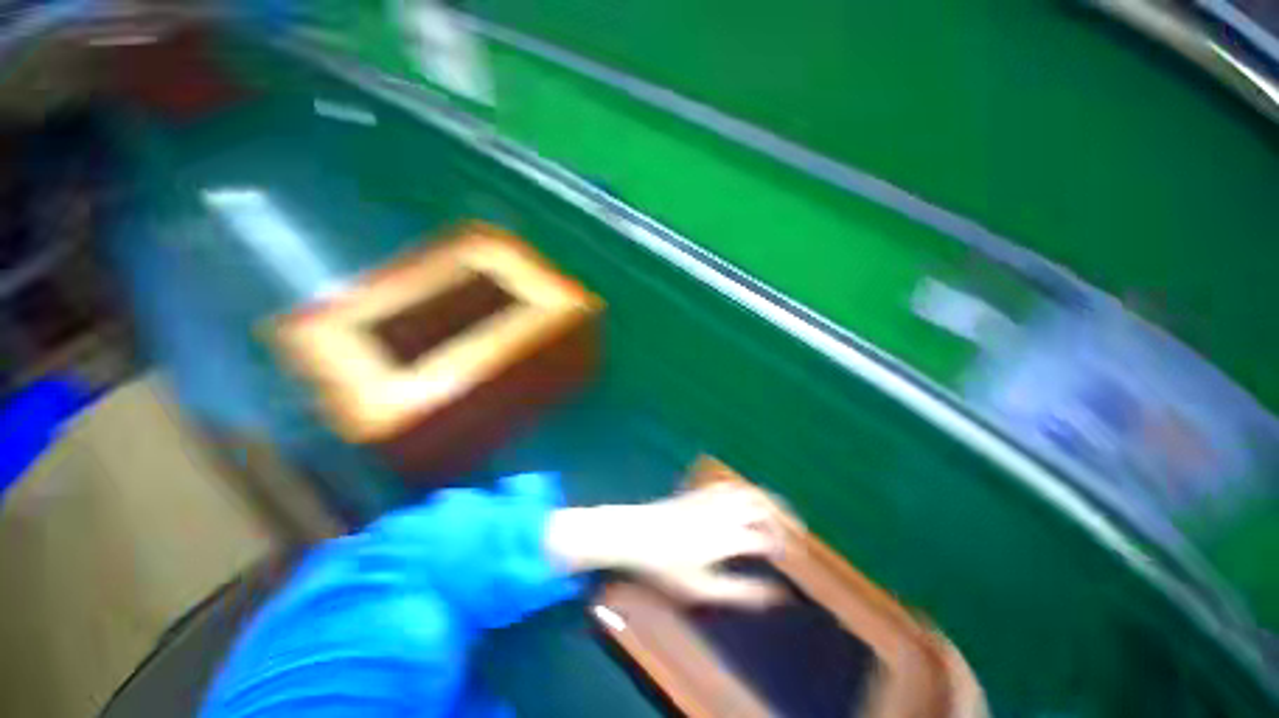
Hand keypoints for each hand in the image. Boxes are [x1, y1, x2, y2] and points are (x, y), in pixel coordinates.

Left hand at [544, 484, 788, 608]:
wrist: (635, 532)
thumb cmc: (665, 566)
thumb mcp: (702, 589)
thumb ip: (741, 592)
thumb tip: (776, 594)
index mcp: (727, 537)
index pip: (766, 539)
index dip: (784, 548)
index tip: (793, 560)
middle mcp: (723, 512)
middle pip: (762, 506)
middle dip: (784, 517)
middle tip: (796, 532)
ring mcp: (711, 498)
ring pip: (747, 491)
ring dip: (767, 501)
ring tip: (779, 514)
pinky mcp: (700, 491)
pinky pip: (730, 485)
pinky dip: (747, 491)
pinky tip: (747, 501)